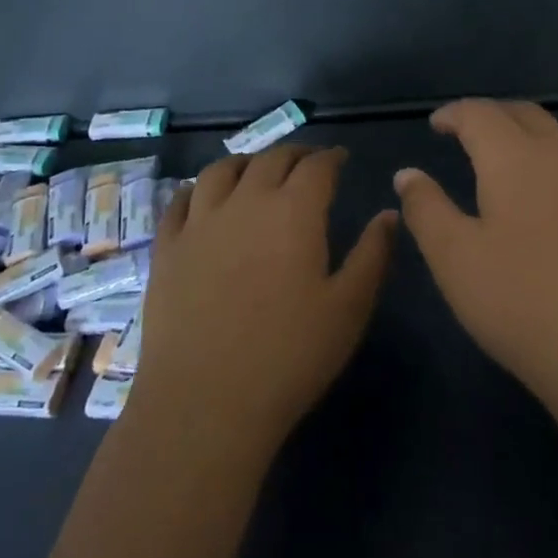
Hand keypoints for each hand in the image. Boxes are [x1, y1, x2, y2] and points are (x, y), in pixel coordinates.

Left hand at [133, 146, 393, 450]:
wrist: (206, 402)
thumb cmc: (289, 356)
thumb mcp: (349, 308)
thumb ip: (373, 254)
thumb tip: (390, 213)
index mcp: (294, 211)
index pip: (316, 166)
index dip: (331, 157)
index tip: (341, 159)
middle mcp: (245, 202)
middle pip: (270, 160)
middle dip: (294, 154)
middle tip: (307, 162)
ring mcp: (199, 223)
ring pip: (220, 171)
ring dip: (245, 162)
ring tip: (255, 168)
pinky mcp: (167, 249)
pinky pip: (178, 202)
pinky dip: (195, 189)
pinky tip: (201, 196)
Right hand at [394, 100, 557, 414]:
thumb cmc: (525, 304)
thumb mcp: (455, 260)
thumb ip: (427, 209)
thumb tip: (407, 173)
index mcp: (517, 159)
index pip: (481, 114)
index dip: (455, 113)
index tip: (437, 124)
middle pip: (525, 115)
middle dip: (493, 116)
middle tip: (469, 133)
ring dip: (529, 135)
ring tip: (510, 160)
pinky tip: (557, 198)